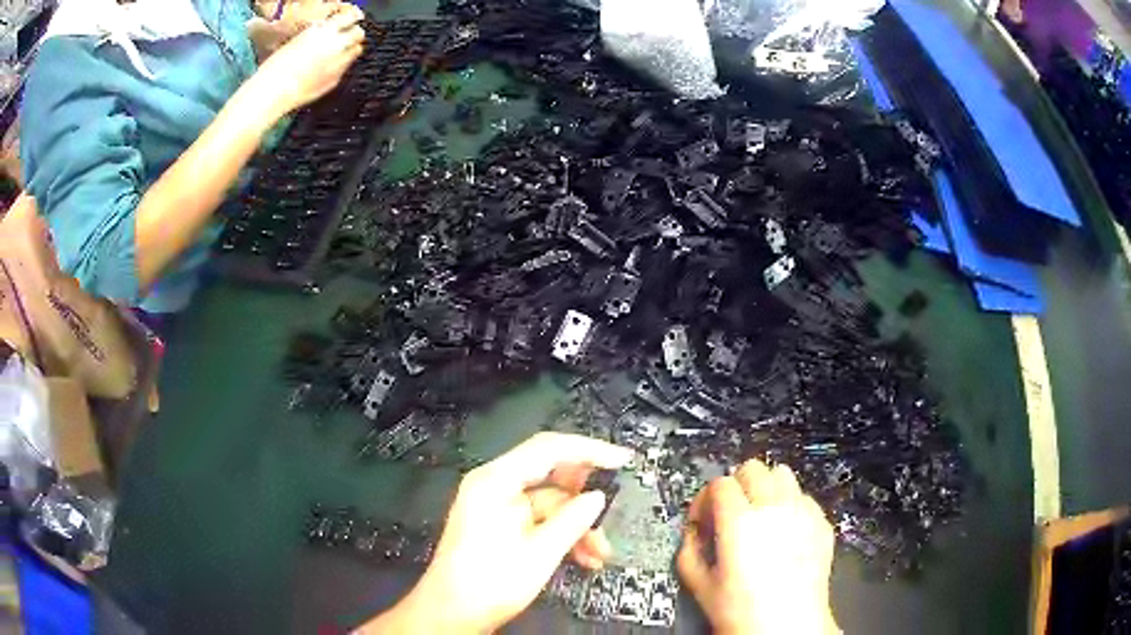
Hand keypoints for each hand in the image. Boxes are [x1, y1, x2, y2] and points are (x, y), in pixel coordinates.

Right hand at [250, 5, 365, 115]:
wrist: (274, 90)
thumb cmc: (277, 66)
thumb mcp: (298, 40)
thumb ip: (318, 35)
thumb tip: (327, 33)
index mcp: (324, 31)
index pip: (350, 17)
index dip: (350, 19)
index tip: (349, 21)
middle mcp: (335, 45)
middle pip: (358, 33)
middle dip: (354, 34)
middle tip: (348, 37)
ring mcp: (338, 63)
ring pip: (356, 51)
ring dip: (350, 50)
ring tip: (339, 53)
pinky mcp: (336, 80)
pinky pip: (345, 69)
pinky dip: (340, 66)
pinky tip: (326, 69)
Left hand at [363, 433, 633, 633]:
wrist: (452, 613)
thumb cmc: (489, 583)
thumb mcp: (540, 553)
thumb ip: (572, 520)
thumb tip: (597, 498)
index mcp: (495, 482)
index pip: (548, 449)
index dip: (589, 450)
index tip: (620, 459)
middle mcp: (494, 486)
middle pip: (549, 475)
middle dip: (583, 496)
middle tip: (611, 506)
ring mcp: (496, 506)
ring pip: (549, 503)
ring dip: (577, 524)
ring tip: (599, 551)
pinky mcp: (500, 525)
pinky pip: (539, 520)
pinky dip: (561, 534)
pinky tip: (582, 556)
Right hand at [678, 460, 839, 634]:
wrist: (788, 626)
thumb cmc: (744, 612)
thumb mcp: (700, 585)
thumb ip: (688, 550)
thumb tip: (692, 533)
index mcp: (740, 522)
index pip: (720, 484)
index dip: (705, 499)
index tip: (703, 519)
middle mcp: (774, 508)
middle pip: (752, 468)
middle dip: (735, 487)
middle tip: (729, 514)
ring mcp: (803, 513)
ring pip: (782, 473)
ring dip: (766, 488)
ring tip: (759, 515)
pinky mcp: (822, 523)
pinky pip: (804, 497)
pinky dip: (790, 504)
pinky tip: (783, 531)